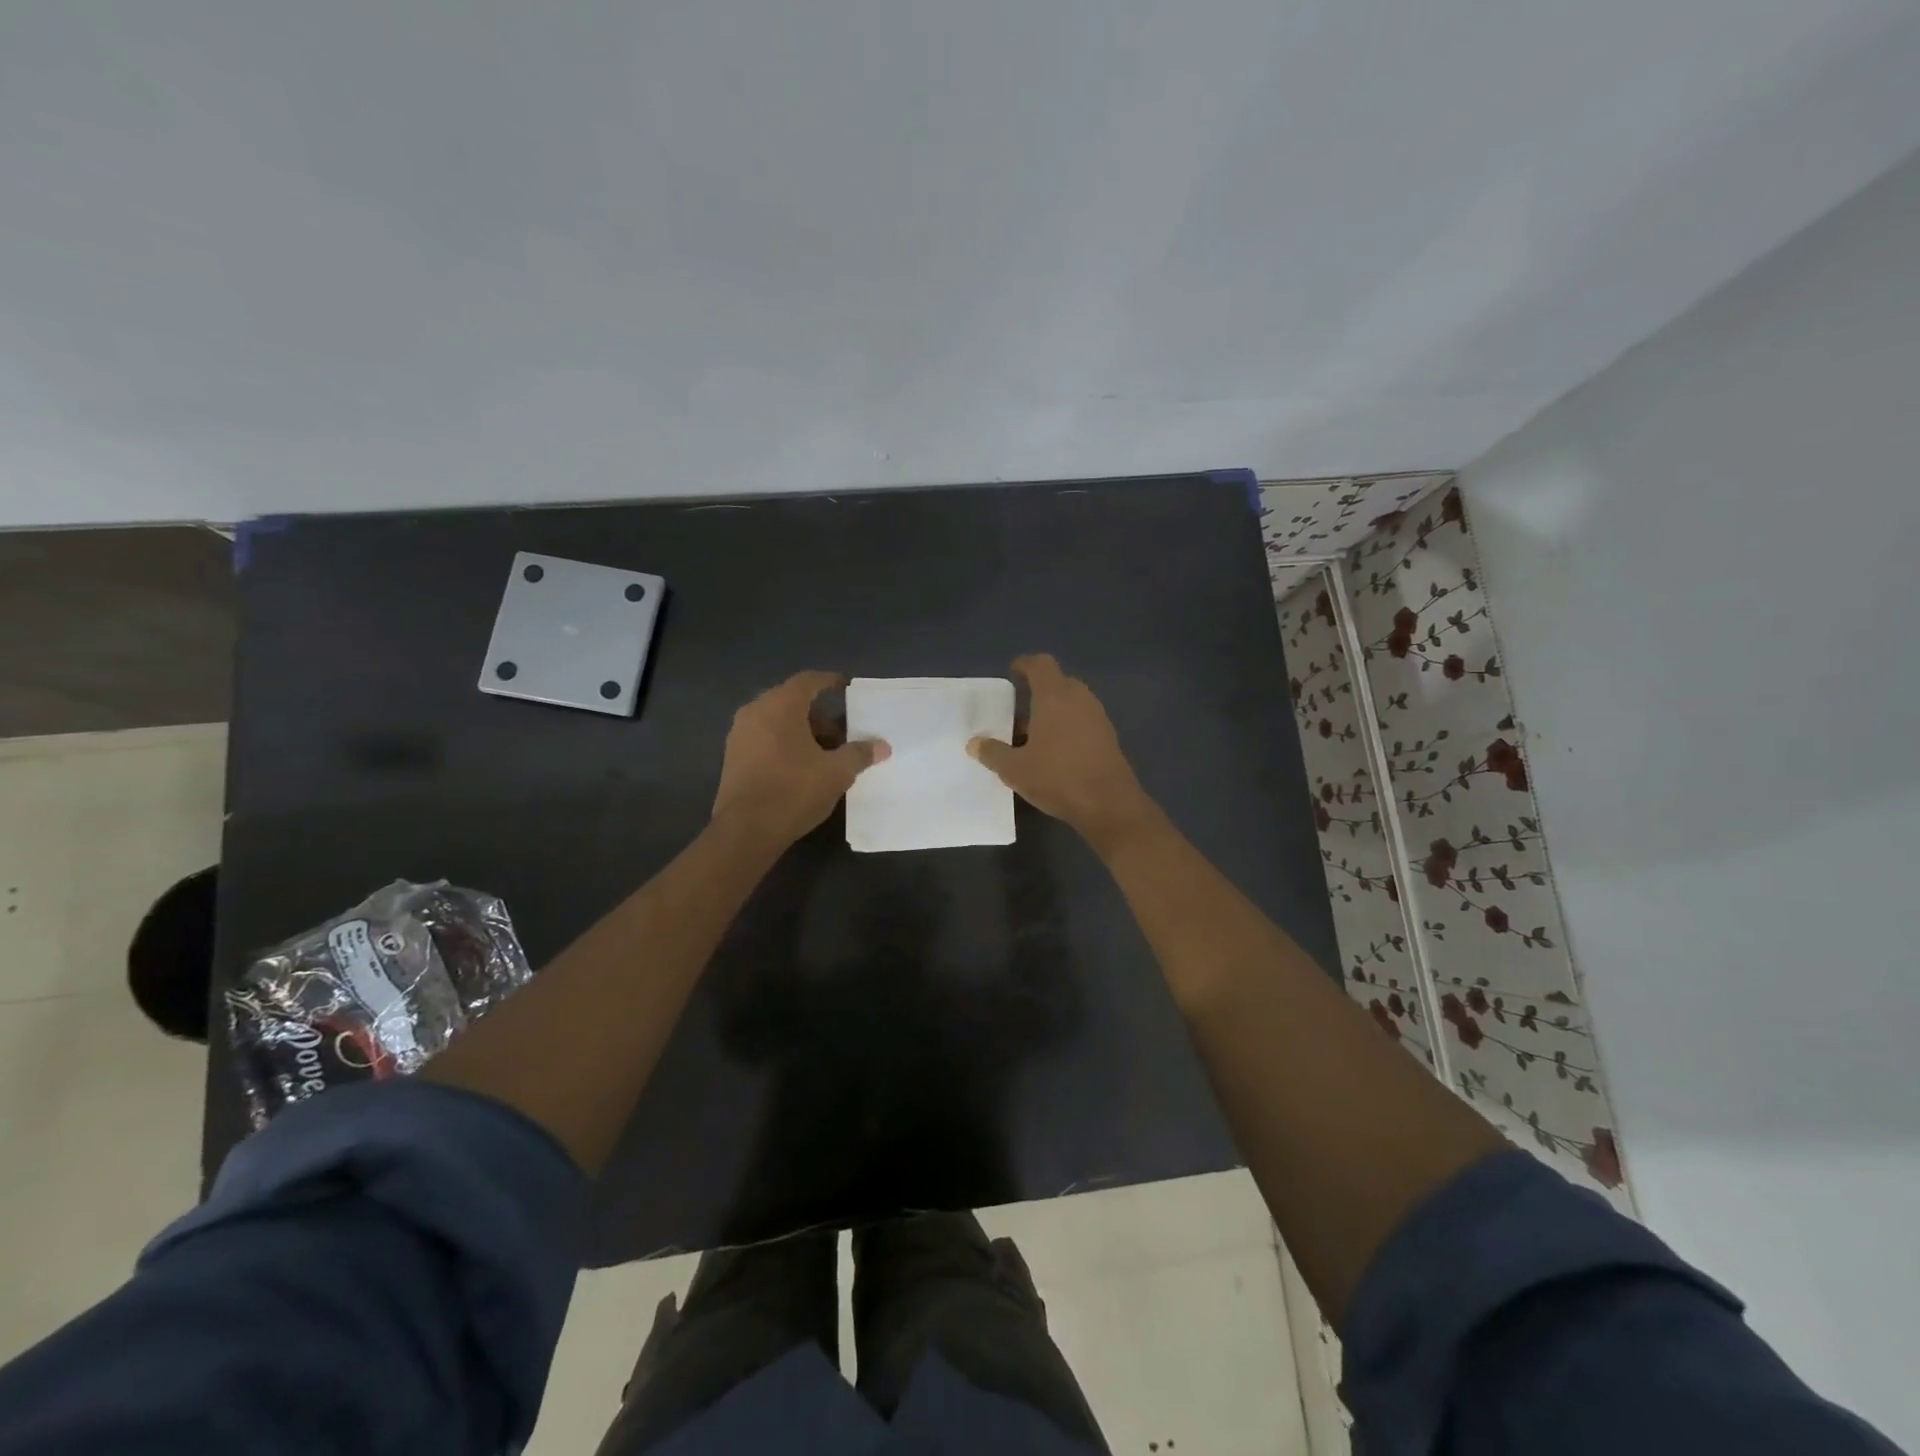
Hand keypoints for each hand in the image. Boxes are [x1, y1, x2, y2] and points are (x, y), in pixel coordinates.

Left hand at [713, 671, 888, 846]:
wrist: (746, 830)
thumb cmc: (794, 790)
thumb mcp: (836, 772)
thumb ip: (859, 754)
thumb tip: (882, 746)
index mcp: (780, 706)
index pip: (807, 681)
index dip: (829, 681)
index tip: (845, 686)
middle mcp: (755, 711)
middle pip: (791, 702)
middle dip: (819, 715)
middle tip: (842, 732)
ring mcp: (739, 734)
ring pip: (777, 721)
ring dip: (802, 731)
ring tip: (825, 754)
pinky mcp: (733, 757)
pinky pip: (764, 738)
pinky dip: (784, 744)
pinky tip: (801, 767)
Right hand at [968, 654, 1154, 848]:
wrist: (1109, 805)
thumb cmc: (1057, 778)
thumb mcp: (1015, 769)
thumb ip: (993, 753)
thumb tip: (974, 743)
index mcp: (1055, 697)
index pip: (1041, 664)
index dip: (1025, 664)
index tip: (1013, 672)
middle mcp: (1079, 699)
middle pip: (1058, 682)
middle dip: (1039, 692)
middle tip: (1019, 711)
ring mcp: (1098, 718)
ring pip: (1072, 703)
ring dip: (1054, 712)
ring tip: (1033, 736)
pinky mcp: (1108, 738)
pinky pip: (1083, 721)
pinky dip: (1068, 727)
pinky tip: (1055, 753)